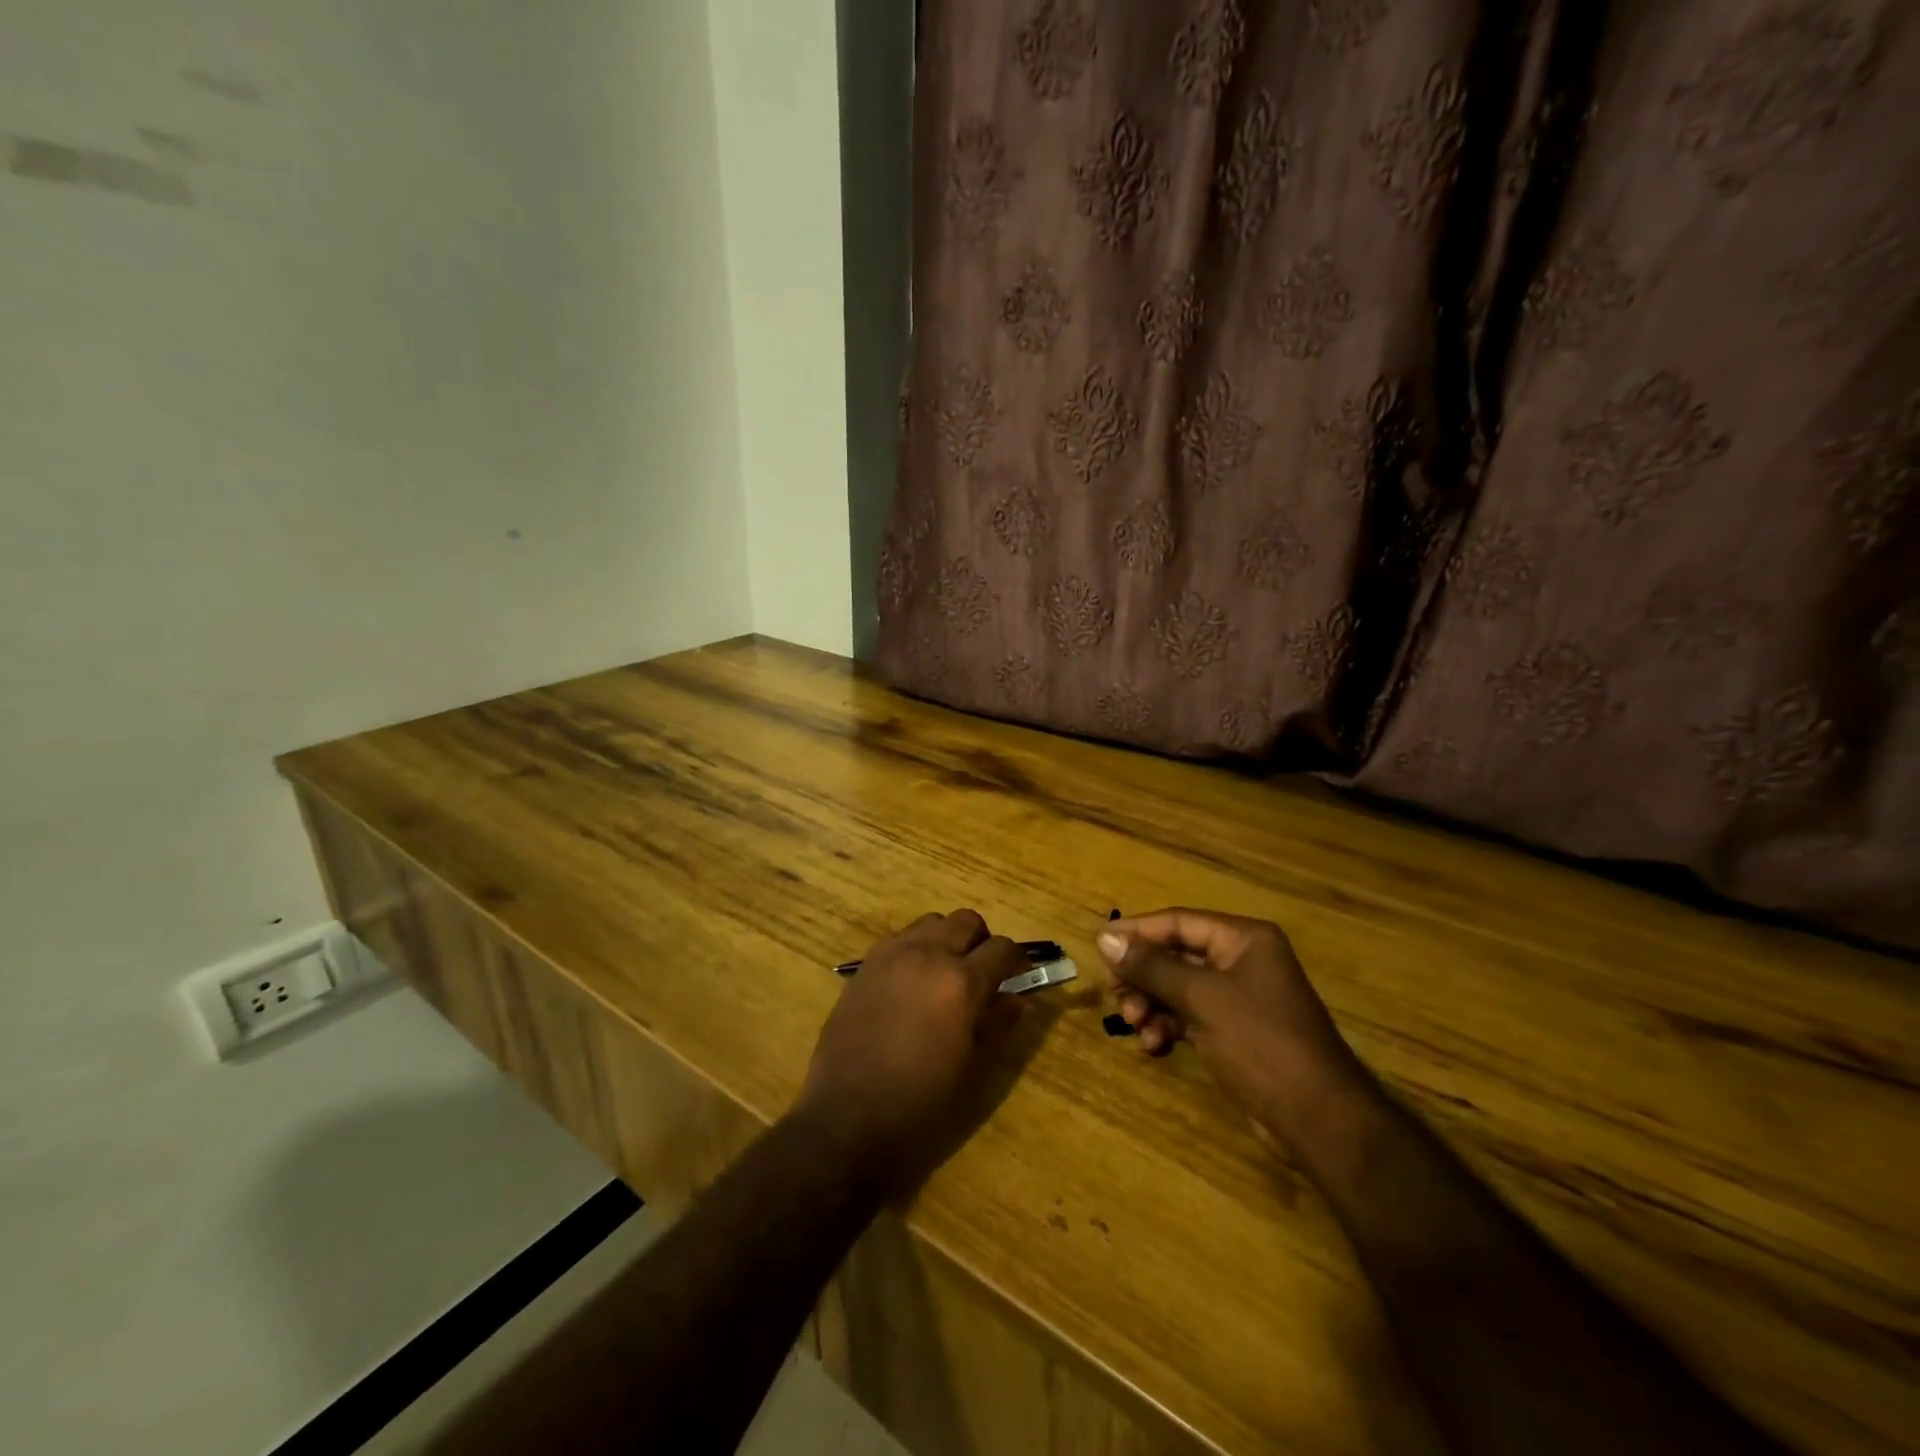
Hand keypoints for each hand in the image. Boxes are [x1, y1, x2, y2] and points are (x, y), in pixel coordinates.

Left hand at [794, 910, 1026, 1183]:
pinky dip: (916, 949)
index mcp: (960, 982)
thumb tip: (1017, 999)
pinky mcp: (865, 965)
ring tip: (945, 976)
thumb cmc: (919, 1105)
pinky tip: (913, 984)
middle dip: (982, 942)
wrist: (847, 1120)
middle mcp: (927, 955)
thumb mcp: (971, 1069)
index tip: (1020, 975)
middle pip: (966, 921)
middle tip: (983, 974)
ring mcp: (891, 955)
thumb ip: (996, 1024)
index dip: (1017, 961)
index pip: (1002, 948)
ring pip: (932, 923)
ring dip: (947, 940)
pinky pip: (901, 938)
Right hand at [1096, 908, 1370, 1151]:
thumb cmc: (1260, 1042)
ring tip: (1136, 1026)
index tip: (1099, 945)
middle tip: (1114, 996)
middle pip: (1175, 956)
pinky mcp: (1236, 1032)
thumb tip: (1105, 938)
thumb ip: (1151, 966)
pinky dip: (1169, 1026)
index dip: (1137, 932)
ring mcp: (1240, 998)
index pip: (1179, 923)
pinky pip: (1190, 1016)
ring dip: (1152, 1004)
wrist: (1318, 1119)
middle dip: (1143, 977)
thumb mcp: (1200, 998)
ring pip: (1179, 988)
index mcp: (1243, 939)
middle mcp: (1242, 960)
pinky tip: (1155, 1047)